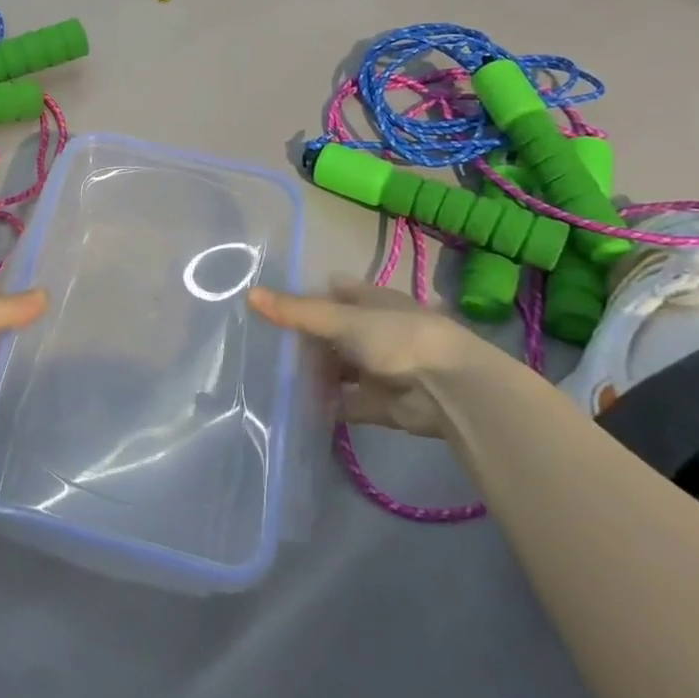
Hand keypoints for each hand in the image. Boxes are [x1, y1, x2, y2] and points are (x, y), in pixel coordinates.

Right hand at [248, 280, 509, 437]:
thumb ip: (296, 312)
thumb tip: (250, 294)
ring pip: (337, 368)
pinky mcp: (379, 403)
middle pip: (332, 333)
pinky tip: (296, 404)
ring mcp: (378, 368)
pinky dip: (326, 404)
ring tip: (271, 374)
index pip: (334, 293)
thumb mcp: (340, 319)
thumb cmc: (396, 338)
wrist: (449, 391)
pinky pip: (345, 402)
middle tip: (263, 343)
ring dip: (314, 373)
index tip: (271, 305)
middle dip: (304, 339)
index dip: (306, 297)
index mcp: (371, 300)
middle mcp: (375, 331)